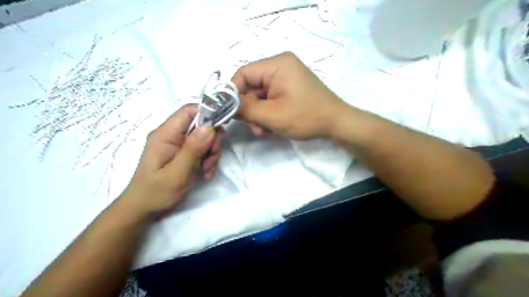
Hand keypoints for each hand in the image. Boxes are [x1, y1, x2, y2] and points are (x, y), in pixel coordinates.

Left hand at [120, 105, 223, 216]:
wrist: (145, 210)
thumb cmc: (156, 192)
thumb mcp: (177, 172)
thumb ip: (193, 148)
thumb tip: (210, 126)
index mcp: (165, 134)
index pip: (189, 111)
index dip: (208, 113)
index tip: (223, 126)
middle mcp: (172, 136)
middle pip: (201, 126)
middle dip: (212, 141)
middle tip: (212, 157)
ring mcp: (178, 145)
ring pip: (205, 139)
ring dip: (211, 154)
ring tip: (206, 171)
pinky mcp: (184, 154)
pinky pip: (202, 151)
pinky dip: (207, 161)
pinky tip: (204, 174)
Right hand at [232, 51, 347, 138]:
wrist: (336, 123)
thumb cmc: (305, 117)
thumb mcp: (271, 115)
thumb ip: (245, 109)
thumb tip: (224, 104)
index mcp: (277, 64)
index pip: (243, 74)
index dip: (233, 94)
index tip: (230, 113)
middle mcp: (280, 66)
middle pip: (252, 87)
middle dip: (250, 110)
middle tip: (254, 128)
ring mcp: (286, 78)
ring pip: (261, 96)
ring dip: (259, 115)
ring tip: (264, 131)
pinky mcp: (290, 88)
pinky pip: (271, 99)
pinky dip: (269, 114)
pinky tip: (273, 127)